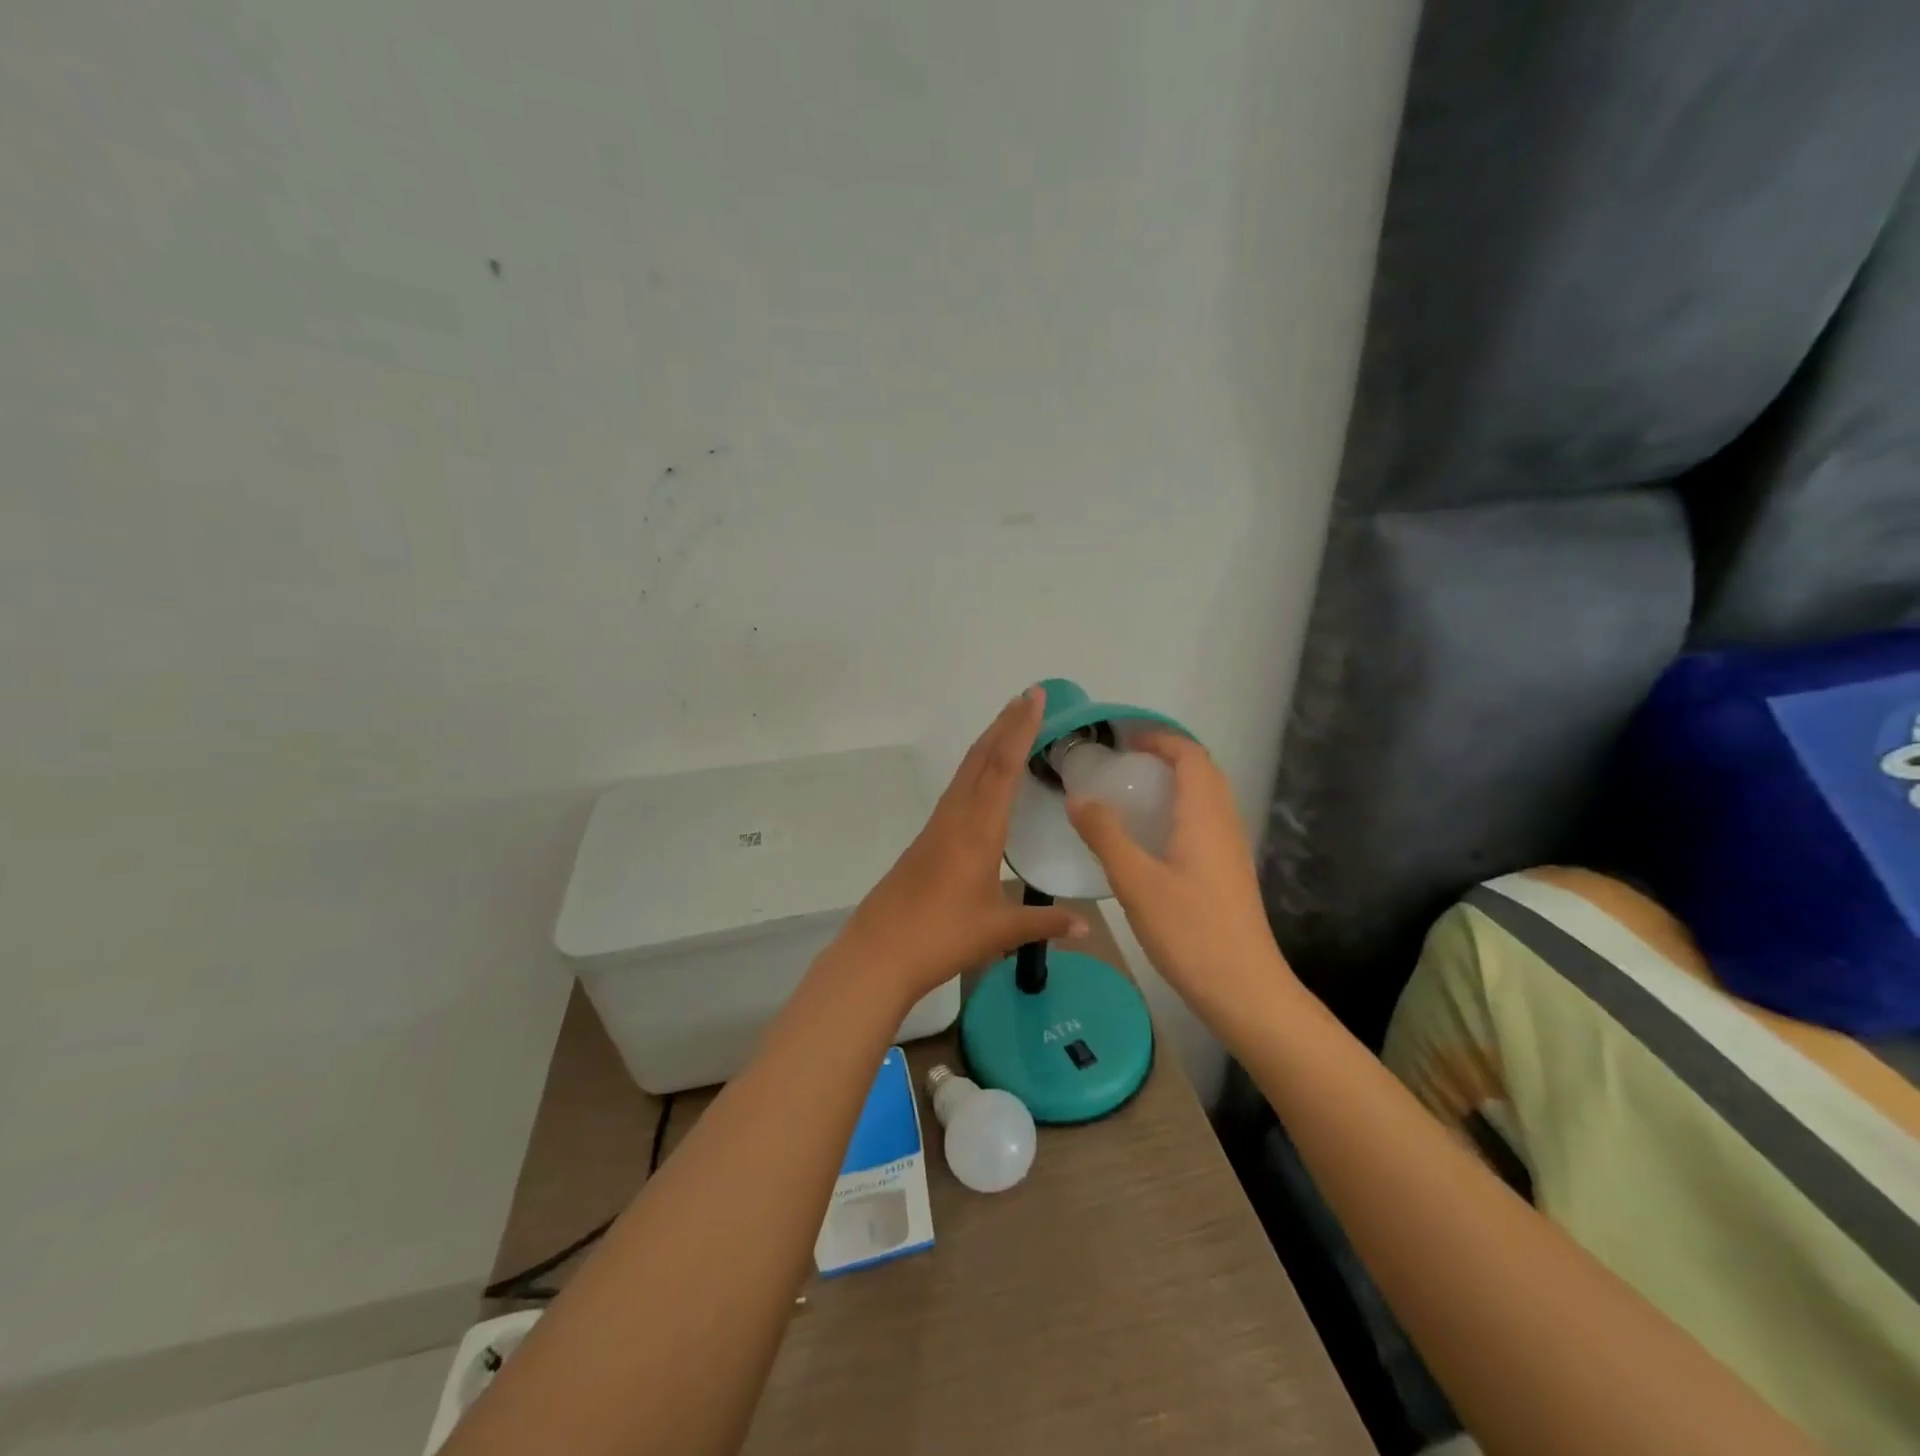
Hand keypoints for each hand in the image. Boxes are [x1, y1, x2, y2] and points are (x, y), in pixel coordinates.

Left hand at [830, 687, 1088, 1006]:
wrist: (879, 952)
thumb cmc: (942, 937)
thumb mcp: (999, 931)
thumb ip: (1044, 923)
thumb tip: (1087, 926)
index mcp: (978, 830)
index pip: (1003, 767)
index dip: (1021, 730)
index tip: (1034, 697)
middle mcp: (956, 816)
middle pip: (982, 757)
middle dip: (1006, 724)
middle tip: (1028, 696)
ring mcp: (938, 825)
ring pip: (966, 770)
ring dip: (989, 742)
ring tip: (1010, 722)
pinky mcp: (928, 838)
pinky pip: (958, 789)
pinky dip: (977, 767)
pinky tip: (984, 776)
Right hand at [1065, 733, 1295, 1033]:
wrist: (1245, 989)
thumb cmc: (1190, 931)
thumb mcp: (1136, 882)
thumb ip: (1105, 835)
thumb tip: (1078, 797)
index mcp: (1204, 815)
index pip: (1190, 755)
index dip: (1159, 739)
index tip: (1122, 741)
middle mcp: (1224, 823)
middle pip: (1202, 771)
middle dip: (1165, 757)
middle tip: (1122, 765)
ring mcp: (1231, 849)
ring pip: (1206, 798)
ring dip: (1174, 783)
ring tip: (1131, 795)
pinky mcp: (1229, 872)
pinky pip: (1205, 822)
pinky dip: (1179, 810)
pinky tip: (1151, 839)